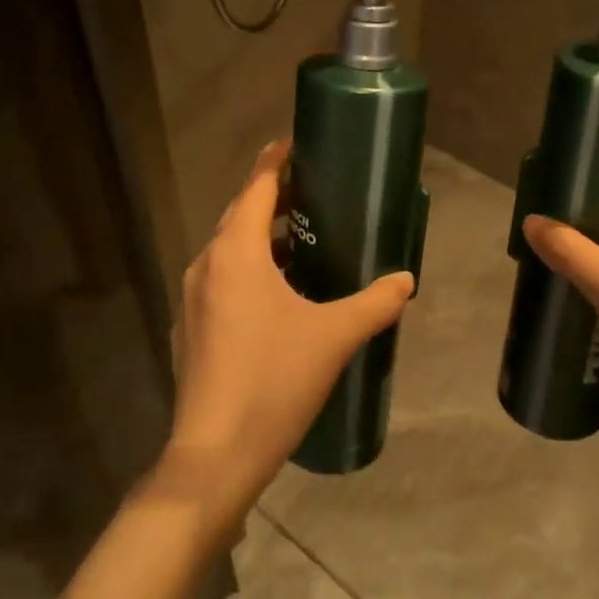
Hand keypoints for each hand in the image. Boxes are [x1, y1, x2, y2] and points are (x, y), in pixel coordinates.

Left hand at [159, 141, 414, 524]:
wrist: (215, 455)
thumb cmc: (273, 381)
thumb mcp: (334, 337)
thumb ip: (375, 303)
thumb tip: (406, 280)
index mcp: (236, 252)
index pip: (257, 186)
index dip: (276, 160)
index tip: (299, 143)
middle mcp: (207, 265)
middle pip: (241, 213)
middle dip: (274, 196)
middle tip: (315, 190)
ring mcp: (193, 298)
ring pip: (230, 248)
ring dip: (263, 235)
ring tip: (305, 238)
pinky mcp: (192, 328)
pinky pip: (222, 279)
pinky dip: (250, 268)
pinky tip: (279, 293)